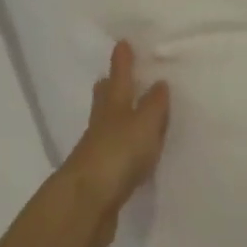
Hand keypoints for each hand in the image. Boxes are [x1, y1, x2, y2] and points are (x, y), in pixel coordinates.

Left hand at [60, 40, 170, 246]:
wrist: (87, 202)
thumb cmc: (118, 154)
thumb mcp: (144, 124)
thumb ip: (153, 105)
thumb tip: (159, 83)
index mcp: (113, 107)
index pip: (118, 79)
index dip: (122, 62)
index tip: (122, 43)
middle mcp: (102, 125)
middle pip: (104, 101)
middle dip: (108, 88)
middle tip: (110, 77)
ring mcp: (97, 152)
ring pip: (107, 127)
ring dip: (114, 117)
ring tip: (125, 113)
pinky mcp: (100, 178)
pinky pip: (113, 154)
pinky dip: (120, 147)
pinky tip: (128, 154)